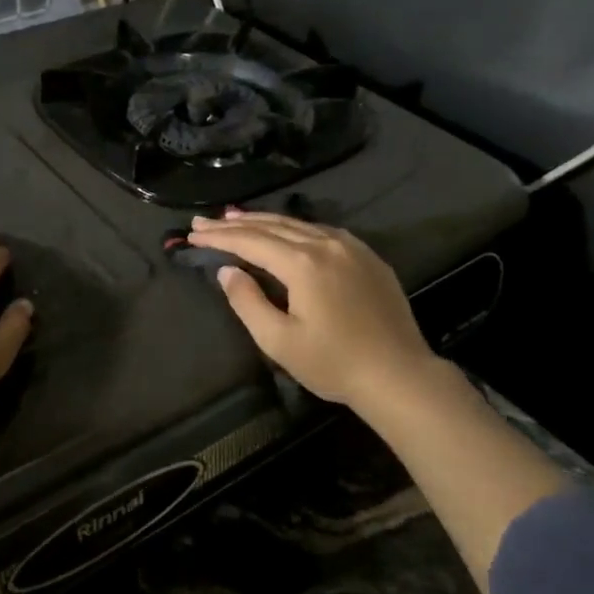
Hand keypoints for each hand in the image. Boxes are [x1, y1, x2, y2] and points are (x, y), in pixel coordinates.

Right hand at [188, 210, 442, 412]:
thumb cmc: (334, 364)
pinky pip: (322, 231)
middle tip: (204, 223)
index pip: (251, 241)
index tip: (193, 234)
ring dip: (263, 221)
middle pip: (272, 226)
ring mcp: (352, 247)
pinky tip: (285, 230)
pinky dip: (294, 227)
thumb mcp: (279, 341)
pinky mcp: (368, 257)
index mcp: (303, 263)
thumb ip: (248, 302)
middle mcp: (326, 244)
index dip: (219, 237)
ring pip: (298, 224)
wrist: (399, 375)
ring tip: (234, 217)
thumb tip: (227, 271)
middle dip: (234, 223)